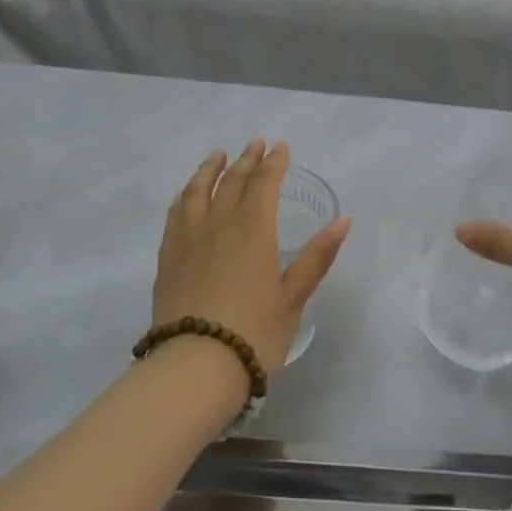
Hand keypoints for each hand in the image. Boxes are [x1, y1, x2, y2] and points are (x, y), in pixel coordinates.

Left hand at [153, 140, 352, 376]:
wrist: (195, 366)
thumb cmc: (255, 333)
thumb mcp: (293, 297)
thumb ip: (316, 257)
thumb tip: (343, 221)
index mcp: (253, 230)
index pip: (264, 184)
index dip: (274, 163)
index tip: (280, 148)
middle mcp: (218, 225)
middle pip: (232, 181)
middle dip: (247, 160)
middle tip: (255, 144)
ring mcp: (188, 239)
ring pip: (197, 191)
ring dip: (210, 169)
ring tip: (218, 156)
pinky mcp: (168, 257)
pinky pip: (176, 213)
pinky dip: (185, 195)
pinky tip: (187, 195)